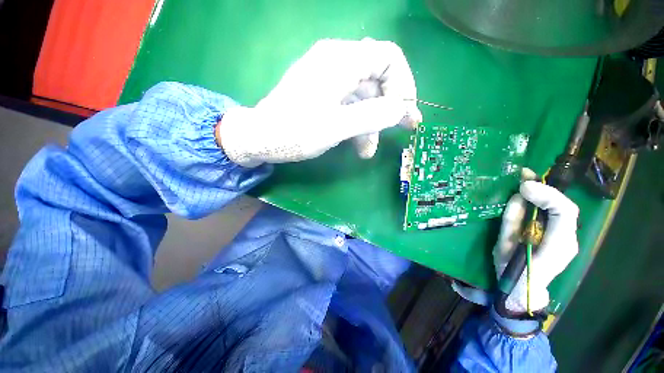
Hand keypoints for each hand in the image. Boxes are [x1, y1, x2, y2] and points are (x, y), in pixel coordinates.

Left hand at [217, 38, 421, 166]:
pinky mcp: (323, 93)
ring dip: (371, 123)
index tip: (405, 113)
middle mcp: (337, 62)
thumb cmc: (294, 132)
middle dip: (390, 107)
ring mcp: (329, 78)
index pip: (388, 57)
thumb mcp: (336, 127)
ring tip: (368, 152)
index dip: (403, 84)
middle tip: (402, 130)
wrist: (260, 137)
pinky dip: (357, 123)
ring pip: (363, 97)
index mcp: (341, 61)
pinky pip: (350, 104)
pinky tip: (357, 145)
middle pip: (377, 78)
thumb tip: (401, 110)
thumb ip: (371, 116)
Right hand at [494, 180, 579, 312]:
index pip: (564, 212)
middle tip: (522, 175)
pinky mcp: (561, 237)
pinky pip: (556, 214)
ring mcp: (567, 238)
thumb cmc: (512, 271)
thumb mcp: (505, 246)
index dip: (546, 194)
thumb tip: (518, 197)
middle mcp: (568, 238)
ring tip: (524, 178)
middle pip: (564, 207)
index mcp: (557, 244)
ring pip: (561, 209)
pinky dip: (543, 201)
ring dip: (544, 192)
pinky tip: (529, 193)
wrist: (523, 292)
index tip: (523, 186)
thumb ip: (512, 222)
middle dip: (545, 188)